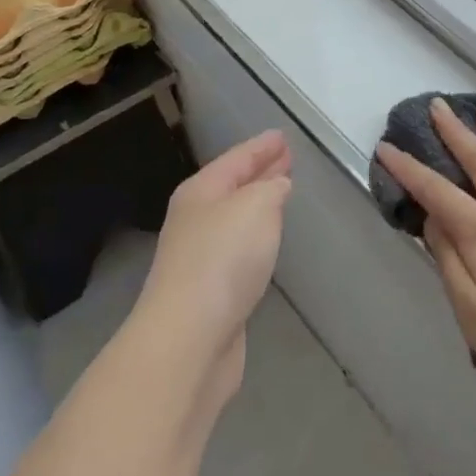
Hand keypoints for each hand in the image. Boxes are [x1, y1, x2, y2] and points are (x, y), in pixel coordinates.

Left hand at [137, 131, 290, 391]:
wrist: (189, 339)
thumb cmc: (222, 260)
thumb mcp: (256, 207)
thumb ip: (271, 189)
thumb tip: (277, 187)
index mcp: (200, 192)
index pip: (236, 159)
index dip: (260, 146)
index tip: (282, 136)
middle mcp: (195, 219)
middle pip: (232, 186)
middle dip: (260, 172)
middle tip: (287, 159)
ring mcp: (199, 257)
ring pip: (236, 218)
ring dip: (259, 205)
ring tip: (283, 194)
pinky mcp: (210, 292)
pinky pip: (238, 250)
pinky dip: (256, 238)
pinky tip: (268, 242)